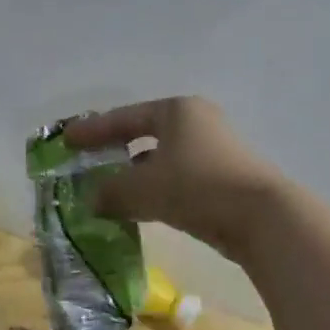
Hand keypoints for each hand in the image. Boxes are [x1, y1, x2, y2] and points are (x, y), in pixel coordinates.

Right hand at [62, 97, 289, 263]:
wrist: (261, 218)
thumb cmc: (195, 187)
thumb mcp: (141, 188)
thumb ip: (109, 192)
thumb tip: (91, 200)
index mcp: (176, 111)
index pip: (124, 118)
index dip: (93, 130)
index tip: (67, 140)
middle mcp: (196, 123)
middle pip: (144, 135)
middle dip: (114, 151)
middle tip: (87, 163)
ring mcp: (214, 151)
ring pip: (161, 160)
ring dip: (133, 175)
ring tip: (108, 191)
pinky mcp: (223, 179)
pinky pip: (177, 179)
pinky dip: (154, 190)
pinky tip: (139, 208)